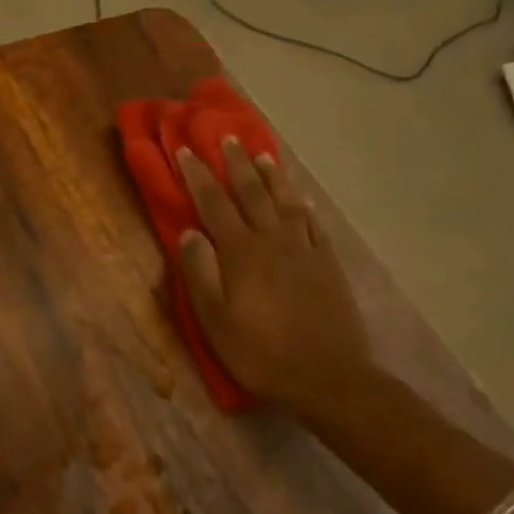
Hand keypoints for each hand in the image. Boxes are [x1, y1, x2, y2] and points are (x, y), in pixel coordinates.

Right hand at [175, 141, 373, 416]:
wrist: (328, 377)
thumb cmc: (259, 352)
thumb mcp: (213, 319)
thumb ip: (199, 272)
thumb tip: (189, 233)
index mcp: (241, 253)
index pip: (214, 203)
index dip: (198, 175)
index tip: (185, 149)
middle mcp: (274, 241)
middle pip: (252, 193)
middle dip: (235, 163)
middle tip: (225, 137)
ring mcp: (305, 251)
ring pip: (286, 202)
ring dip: (271, 176)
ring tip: (262, 153)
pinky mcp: (328, 266)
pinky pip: (314, 224)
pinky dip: (303, 205)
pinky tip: (300, 198)